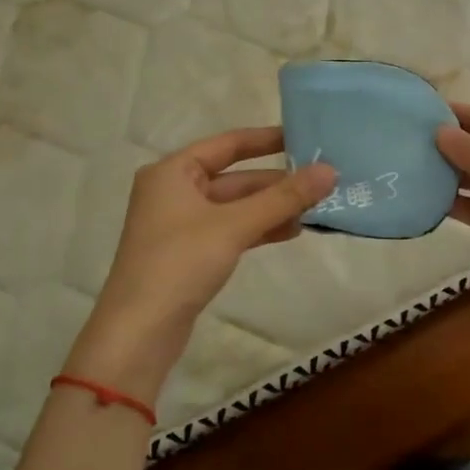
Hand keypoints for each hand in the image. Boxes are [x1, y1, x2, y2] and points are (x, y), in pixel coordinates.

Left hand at [74, 128, 335, 394]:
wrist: (139, 332)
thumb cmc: (180, 263)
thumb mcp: (234, 225)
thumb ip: (283, 198)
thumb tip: (330, 171)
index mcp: (173, 171)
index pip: (227, 143)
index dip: (267, 140)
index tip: (305, 138)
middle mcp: (173, 191)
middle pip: (234, 177)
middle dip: (276, 182)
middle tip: (322, 181)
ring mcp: (180, 224)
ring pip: (234, 207)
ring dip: (271, 208)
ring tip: (315, 209)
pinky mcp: (188, 253)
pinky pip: (230, 230)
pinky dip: (257, 229)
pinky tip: (290, 232)